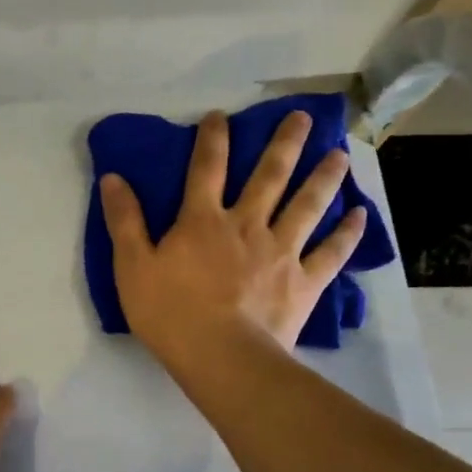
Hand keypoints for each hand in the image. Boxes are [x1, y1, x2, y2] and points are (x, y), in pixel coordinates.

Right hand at [99, 109, 365, 368]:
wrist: (222, 356)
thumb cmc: (169, 313)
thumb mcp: (131, 266)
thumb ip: (123, 221)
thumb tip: (112, 177)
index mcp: (202, 221)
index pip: (206, 169)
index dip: (212, 139)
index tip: (220, 115)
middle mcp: (246, 225)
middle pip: (269, 176)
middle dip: (284, 143)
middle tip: (303, 116)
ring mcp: (281, 251)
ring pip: (307, 205)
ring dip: (324, 176)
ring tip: (339, 153)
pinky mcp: (305, 281)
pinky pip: (332, 252)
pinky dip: (347, 233)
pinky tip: (360, 214)